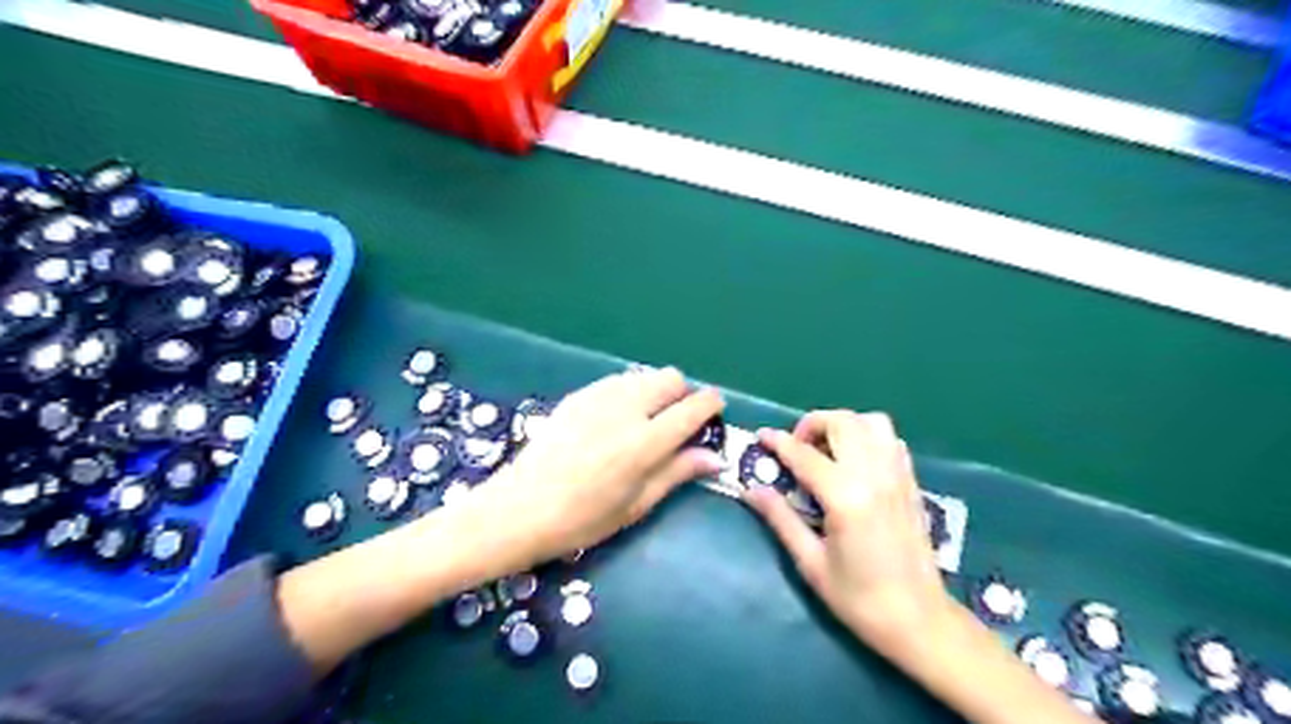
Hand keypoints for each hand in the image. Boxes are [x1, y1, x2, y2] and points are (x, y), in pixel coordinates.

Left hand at [460, 370, 724, 573]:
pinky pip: (616, 381)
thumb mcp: (636, 504)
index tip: (716, 408)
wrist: (520, 508)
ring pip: (643, 375)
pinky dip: (629, 392)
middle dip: (682, 393)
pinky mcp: (578, 396)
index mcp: (645, 442)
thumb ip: (677, 472)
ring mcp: (598, 397)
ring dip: (655, 390)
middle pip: (670, 378)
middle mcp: (626, 409)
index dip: (711, 403)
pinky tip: (616, 419)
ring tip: (646, 420)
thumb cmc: (583, 520)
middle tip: (677, 421)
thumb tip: (715, 457)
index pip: (692, 408)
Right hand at [749, 411, 946, 652]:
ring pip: (870, 422)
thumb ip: (780, 519)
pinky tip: (854, 461)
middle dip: (812, 424)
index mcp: (846, 497)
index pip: (805, 454)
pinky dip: (867, 436)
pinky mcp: (911, 482)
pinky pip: (890, 439)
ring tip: (826, 449)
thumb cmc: (858, 598)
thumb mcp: (810, 563)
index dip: (778, 442)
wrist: (919, 620)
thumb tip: (751, 490)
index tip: (760, 436)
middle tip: (796, 447)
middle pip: (842, 422)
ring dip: (843, 425)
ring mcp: (898, 475)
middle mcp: (874, 475)